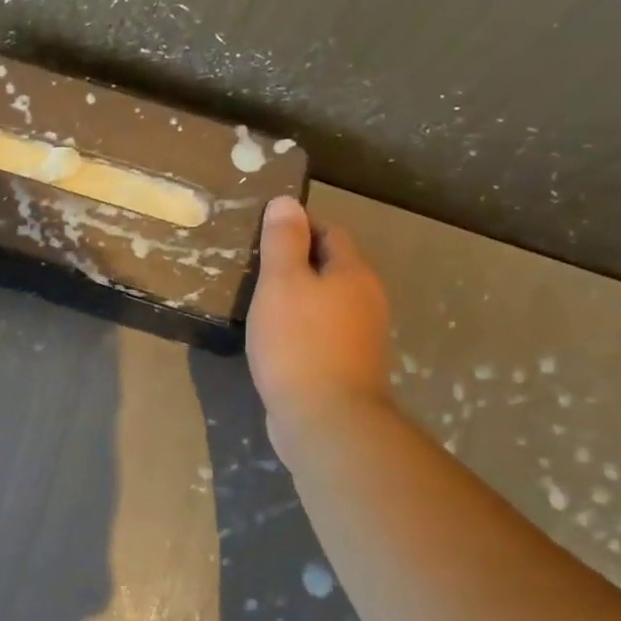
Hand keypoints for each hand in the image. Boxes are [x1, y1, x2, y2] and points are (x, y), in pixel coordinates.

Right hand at [246, 196, 391, 442]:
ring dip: (298, 297)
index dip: (298, 227)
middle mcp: (366, 300)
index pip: (330, 232)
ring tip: (258, 302)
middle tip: (254, 268)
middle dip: (296, 263)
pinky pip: (322, 332)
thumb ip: (283, 240)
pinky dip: (300, 327)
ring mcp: (361, 337)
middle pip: (331, 267)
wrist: (326, 420)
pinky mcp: (348, 366)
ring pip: (326, 302)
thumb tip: (287, 201)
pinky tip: (274, 339)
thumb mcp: (282, 283)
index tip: (262, 235)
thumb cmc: (299, 343)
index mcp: (353, 273)